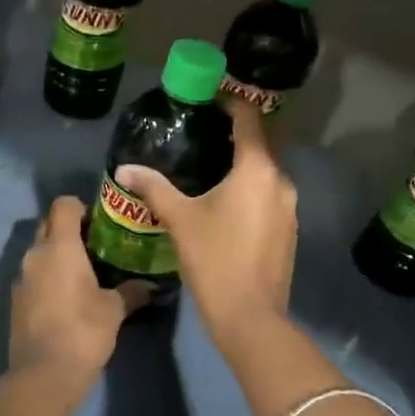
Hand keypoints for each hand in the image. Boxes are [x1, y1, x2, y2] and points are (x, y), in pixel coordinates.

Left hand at [8, 196, 131, 383]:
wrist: (43, 375)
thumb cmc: (83, 332)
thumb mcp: (114, 310)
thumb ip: (132, 291)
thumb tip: (153, 285)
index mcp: (59, 246)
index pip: (64, 204)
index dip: (82, 207)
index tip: (102, 223)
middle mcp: (35, 254)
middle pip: (49, 224)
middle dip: (69, 228)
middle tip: (97, 245)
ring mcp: (21, 277)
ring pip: (39, 250)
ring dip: (58, 253)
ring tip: (85, 271)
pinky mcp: (15, 299)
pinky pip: (33, 274)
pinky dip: (48, 275)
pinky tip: (67, 295)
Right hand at [116, 98, 295, 339]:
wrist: (250, 316)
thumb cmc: (214, 258)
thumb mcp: (180, 219)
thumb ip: (154, 188)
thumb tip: (124, 168)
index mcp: (257, 170)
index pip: (250, 120)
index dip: (232, 104)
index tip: (210, 99)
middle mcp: (281, 182)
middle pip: (261, 145)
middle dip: (236, 136)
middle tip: (203, 134)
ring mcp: (290, 208)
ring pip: (266, 174)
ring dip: (244, 166)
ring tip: (211, 168)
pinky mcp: (289, 231)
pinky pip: (270, 196)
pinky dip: (251, 190)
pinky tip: (227, 204)